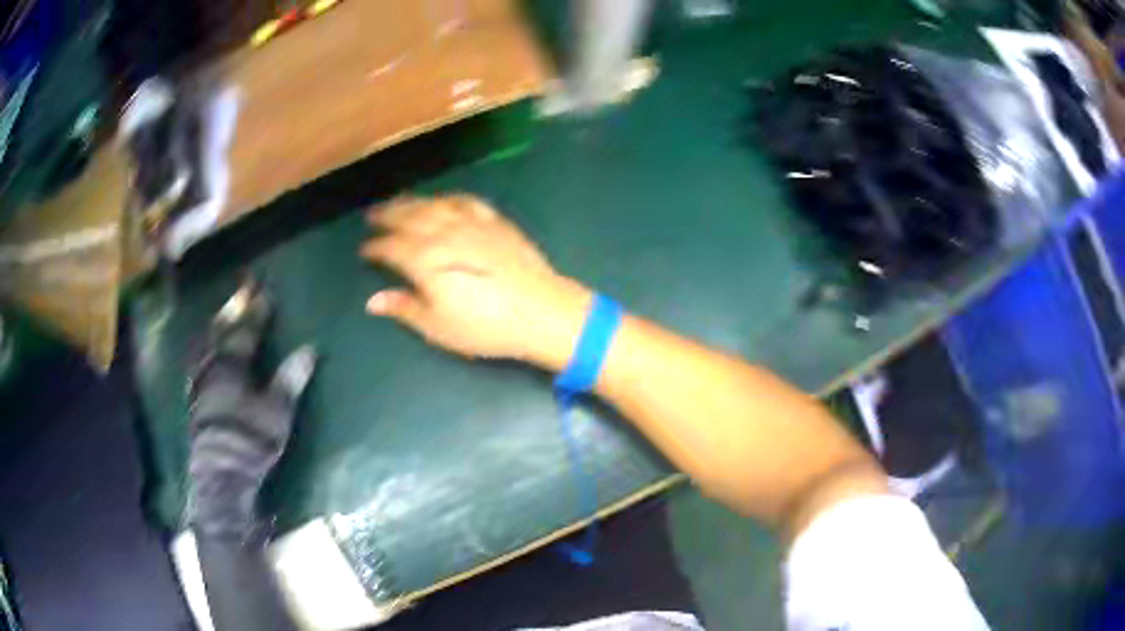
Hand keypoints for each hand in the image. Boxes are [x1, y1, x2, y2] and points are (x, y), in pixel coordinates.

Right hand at [360, 194, 591, 367]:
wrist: (540, 311)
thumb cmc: (485, 326)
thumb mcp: (438, 326)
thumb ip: (404, 308)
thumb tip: (373, 300)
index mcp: (424, 260)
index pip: (391, 247)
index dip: (375, 248)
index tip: (365, 250)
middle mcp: (443, 233)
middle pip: (409, 217)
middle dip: (388, 215)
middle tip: (373, 214)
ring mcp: (471, 223)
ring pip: (434, 205)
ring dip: (413, 202)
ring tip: (399, 202)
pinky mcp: (495, 221)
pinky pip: (465, 201)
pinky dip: (448, 199)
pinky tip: (444, 201)